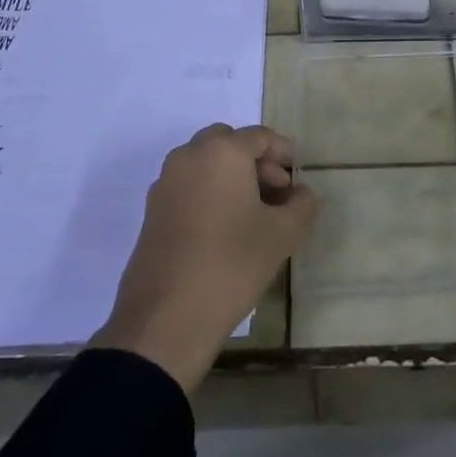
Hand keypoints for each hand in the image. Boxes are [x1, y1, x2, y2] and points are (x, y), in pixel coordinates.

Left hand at [92, 123, 318, 393]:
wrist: (165, 319)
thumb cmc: (231, 265)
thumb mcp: (282, 235)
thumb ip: (302, 205)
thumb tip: (303, 193)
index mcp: (221, 151)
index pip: (260, 137)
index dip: (284, 154)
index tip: (299, 180)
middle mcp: (189, 156)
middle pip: (229, 143)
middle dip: (256, 161)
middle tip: (277, 192)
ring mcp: (165, 183)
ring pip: (206, 164)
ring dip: (232, 177)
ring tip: (254, 214)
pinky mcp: (152, 211)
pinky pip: (189, 186)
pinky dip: (210, 193)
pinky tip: (226, 229)